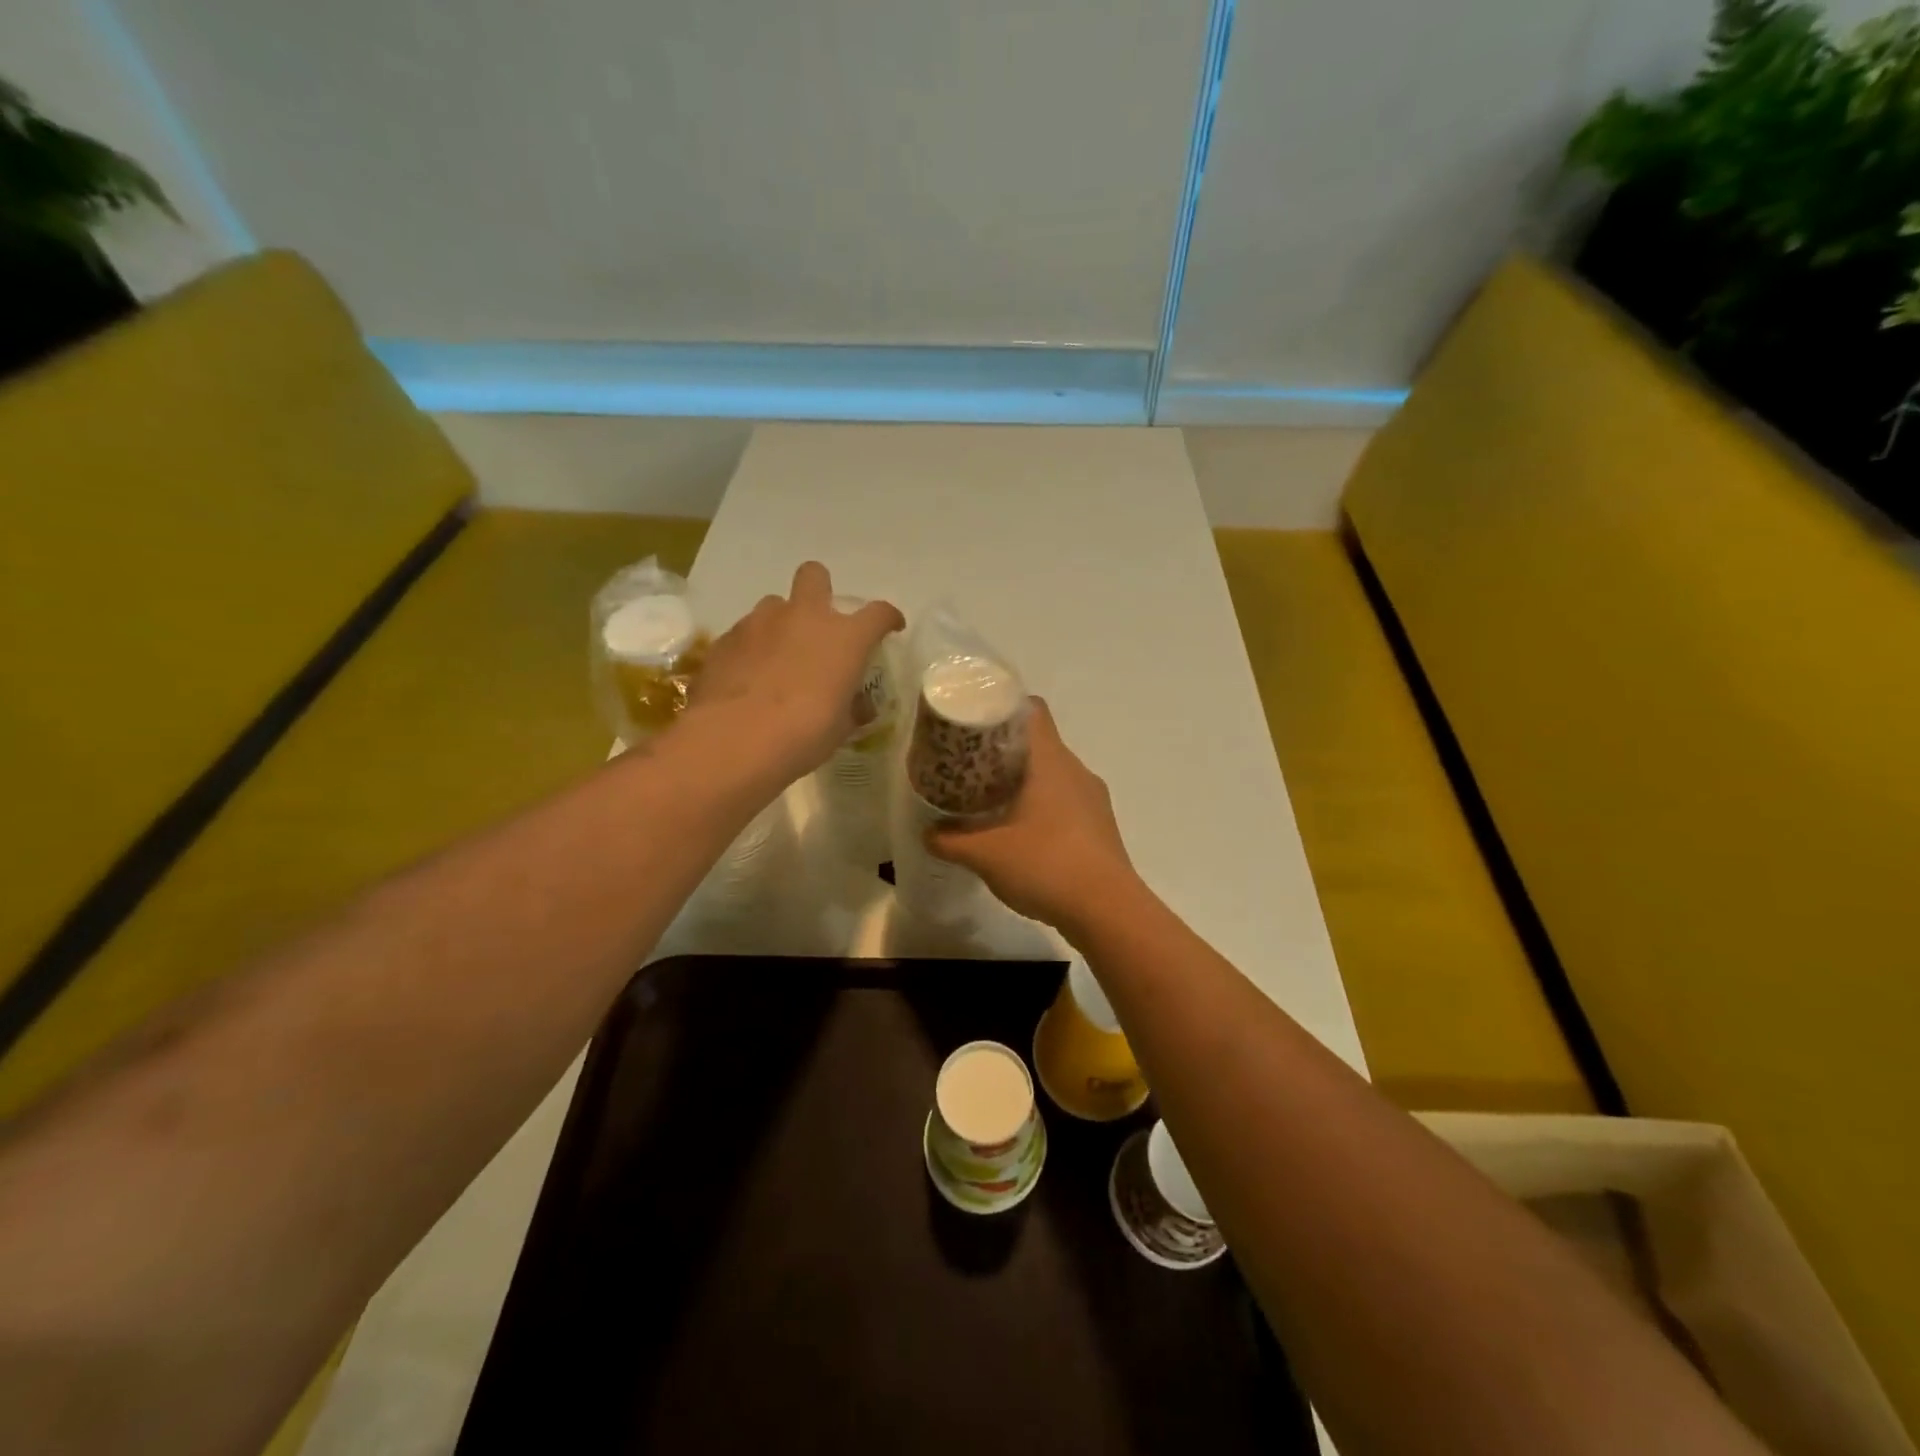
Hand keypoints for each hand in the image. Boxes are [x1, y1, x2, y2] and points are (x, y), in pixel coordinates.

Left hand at [686, 562, 904, 784]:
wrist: (734, 740)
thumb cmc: (803, 734)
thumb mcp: (840, 728)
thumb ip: (852, 708)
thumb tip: (858, 704)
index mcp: (844, 638)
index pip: (878, 613)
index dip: (888, 618)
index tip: (890, 628)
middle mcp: (804, 617)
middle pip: (815, 576)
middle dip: (820, 591)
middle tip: (820, 623)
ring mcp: (760, 623)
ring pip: (775, 605)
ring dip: (782, 624)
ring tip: (779, 657)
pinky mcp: (725, 639)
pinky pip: (745, 633)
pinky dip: (752, 649)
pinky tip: (749, 678)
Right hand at [926, 698, 1141, 935]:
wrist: (1107, 911)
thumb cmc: (1046, 865)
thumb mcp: (986, 854)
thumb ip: (951, 840)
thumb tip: (928, 834)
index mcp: (1051, 761)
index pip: (1032, 710)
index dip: (1003, 708)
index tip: (976, 724)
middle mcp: (1076, 770)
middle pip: (1040, 743)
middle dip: (1005, 751)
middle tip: (971, 767)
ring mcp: (1093, 799)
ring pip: (1054, 775)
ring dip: (1025, 782)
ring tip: (992, 801)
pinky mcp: (1100, 827)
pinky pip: (1066, 802)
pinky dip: (1043, 808)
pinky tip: (1022, 834)